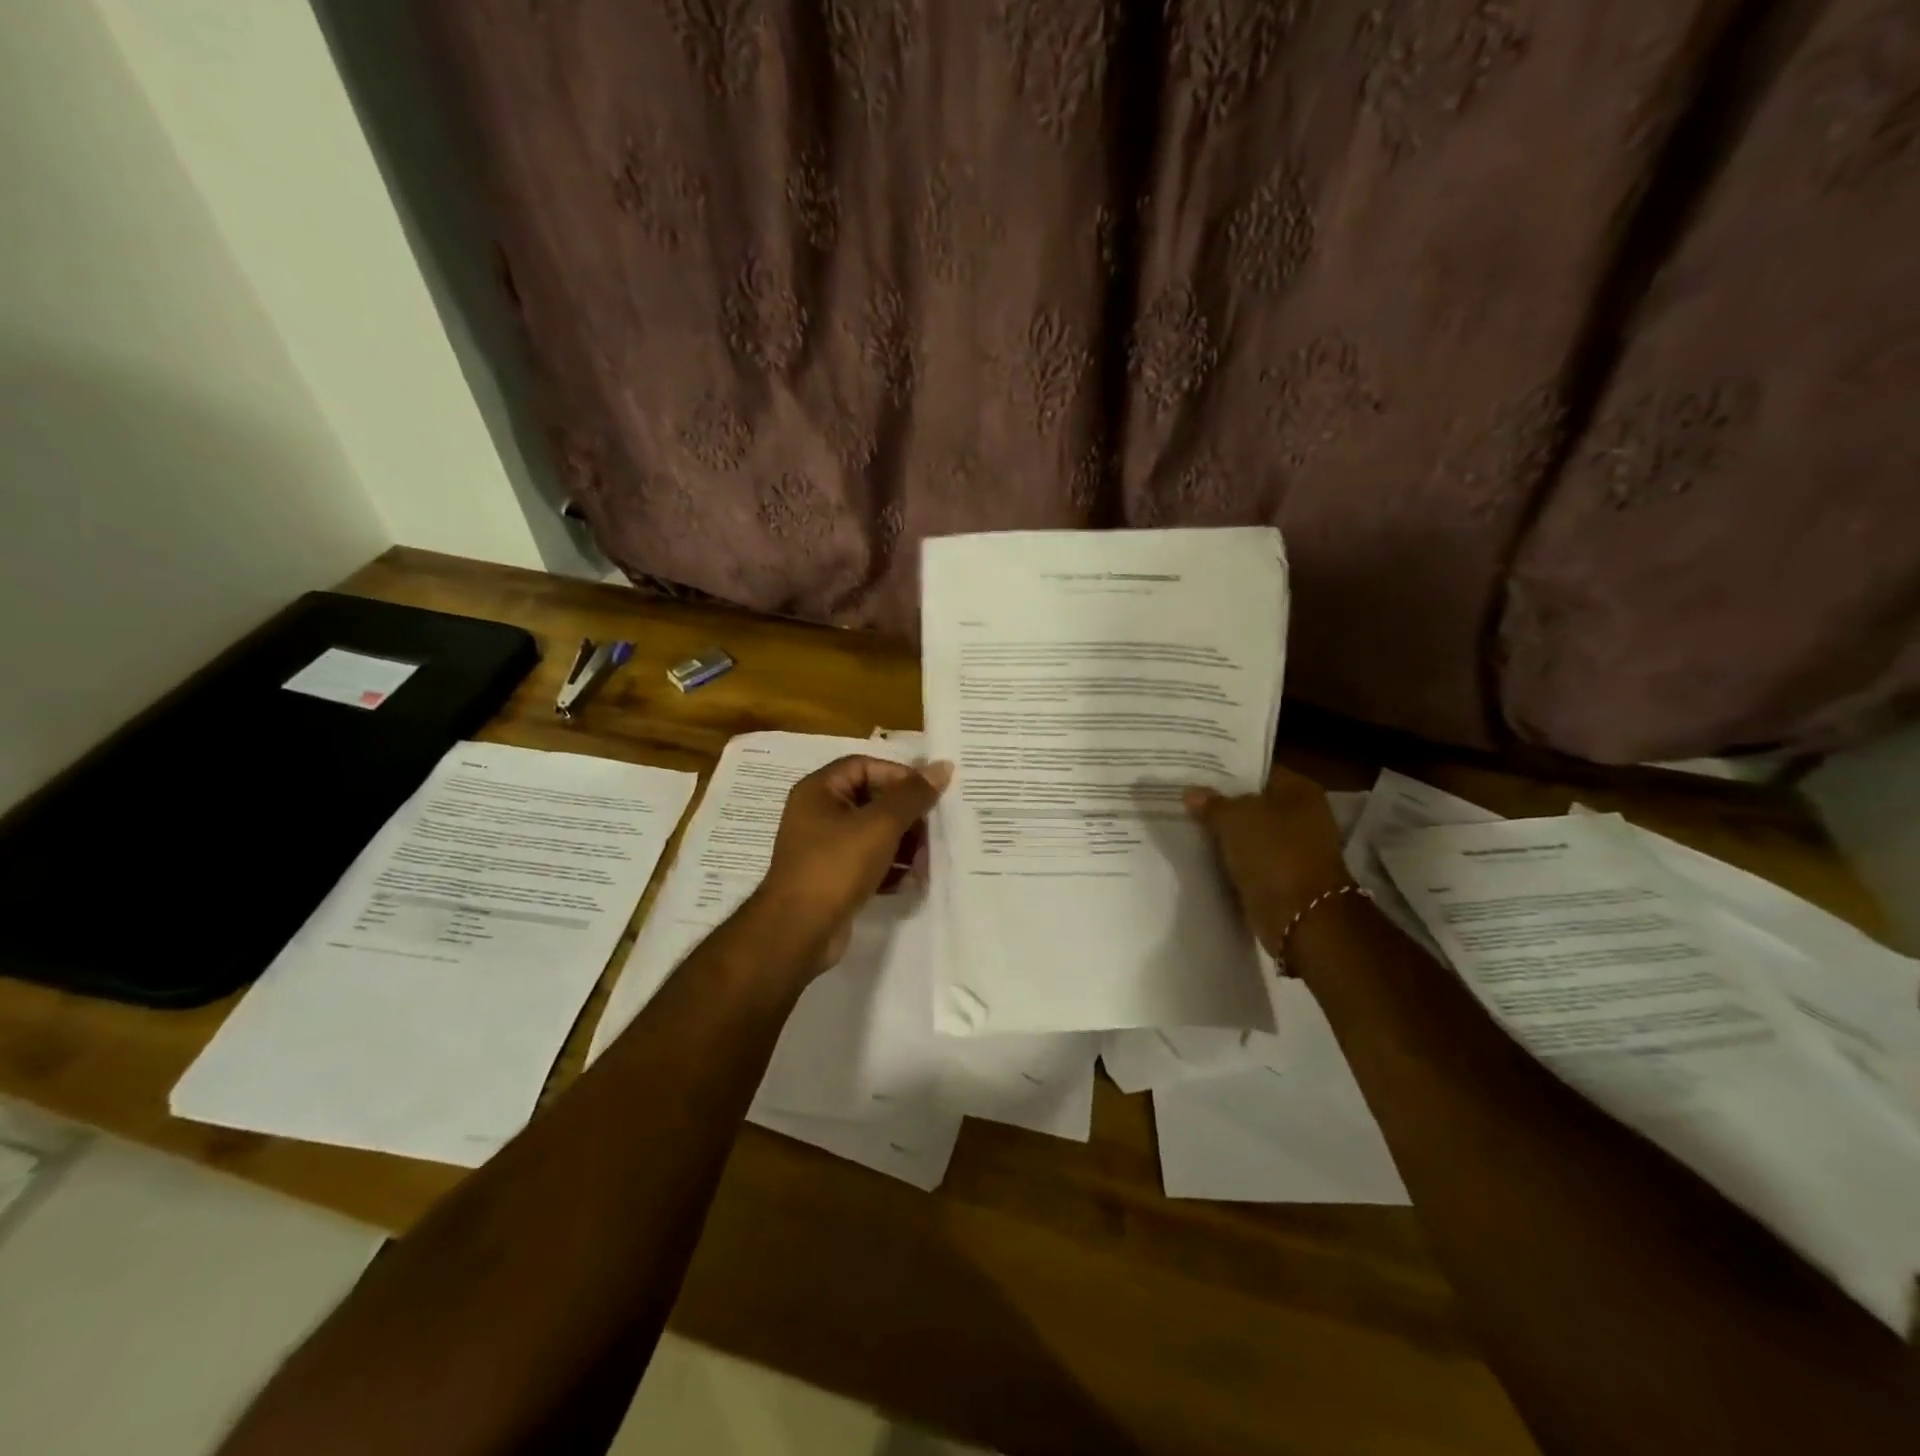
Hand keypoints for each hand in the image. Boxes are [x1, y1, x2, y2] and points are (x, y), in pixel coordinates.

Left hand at [752, 755, 952, 975]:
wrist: (798, 932)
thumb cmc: (836, 867)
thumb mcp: (880, 825)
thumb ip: (912, 795)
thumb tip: (942, 767)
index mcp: (819, 790)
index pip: (865, 766)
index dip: (899, 776)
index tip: (929, 794)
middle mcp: (818, 814)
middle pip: (872, 800)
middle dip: (906, 816)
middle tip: (932, 832)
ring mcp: (824, 848)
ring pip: (873, 833)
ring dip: (903, 844)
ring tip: (924, 861)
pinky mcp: (833, 878)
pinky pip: (868, 862)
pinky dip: (889, 868)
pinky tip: (909, 881)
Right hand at [1185, 764, 1353, 956]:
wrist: (1302, 918)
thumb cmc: (1274, 854)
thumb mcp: (1235, 819)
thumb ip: (1211, 803)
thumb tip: (1191, 793)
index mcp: (1299, 791)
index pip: (1257, 770)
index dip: (1225, 770)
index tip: (1193, 770)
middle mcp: (1300, 815)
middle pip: (1251, 802)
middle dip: (1219, 803)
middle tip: (1181, 797)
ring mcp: (1291, 848)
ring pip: (1247, 833)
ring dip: (1222, 833)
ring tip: (1182, 823)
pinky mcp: (1280, 876)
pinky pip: (1246, 860)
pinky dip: (1227, 859)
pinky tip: (1198, 853)